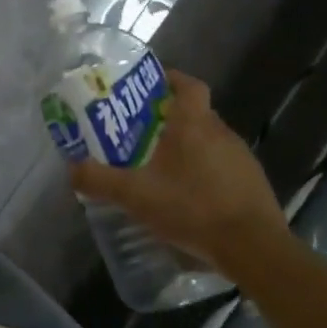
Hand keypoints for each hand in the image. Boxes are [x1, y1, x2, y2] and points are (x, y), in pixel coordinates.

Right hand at [68, 70, 286, 269]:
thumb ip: (99, 180)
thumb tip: (72, 168)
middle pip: (196, 112)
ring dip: (189, 146)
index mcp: (193, 125)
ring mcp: (241, 157)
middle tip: (142, 131)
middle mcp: (221, 132)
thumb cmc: (192, 207)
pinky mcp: (253, 182)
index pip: (188, 85)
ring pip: (210, 140)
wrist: (254, 247)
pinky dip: (205, 170)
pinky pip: (223, 165)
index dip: (171, 79)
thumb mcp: (135, 195)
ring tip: (162, 165)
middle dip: (171, 117)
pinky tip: (189, 194)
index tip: (152, 85)